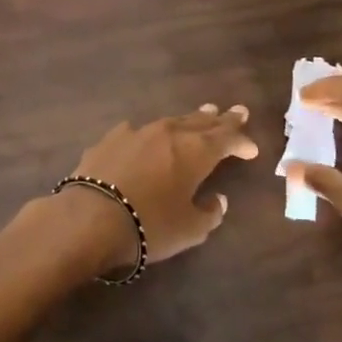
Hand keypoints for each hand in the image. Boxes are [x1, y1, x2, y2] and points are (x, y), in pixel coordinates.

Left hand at [64, 104, 260, 272]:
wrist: (90, 217)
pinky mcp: (110, 138)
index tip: (251, 149)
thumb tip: (217, 200)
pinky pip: (139, 131)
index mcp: (196, 151)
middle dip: (220, 120)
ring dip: (189, 120)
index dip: (241, 142)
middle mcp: (169, 133)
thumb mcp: (190, 229)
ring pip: (171, 121)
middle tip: (235, 112)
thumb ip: (209, 213)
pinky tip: (148, 134)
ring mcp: (137, 132)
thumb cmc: (149, 225)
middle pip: (201, 122)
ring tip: (201, 114)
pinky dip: (151, 133)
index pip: (226, 139)